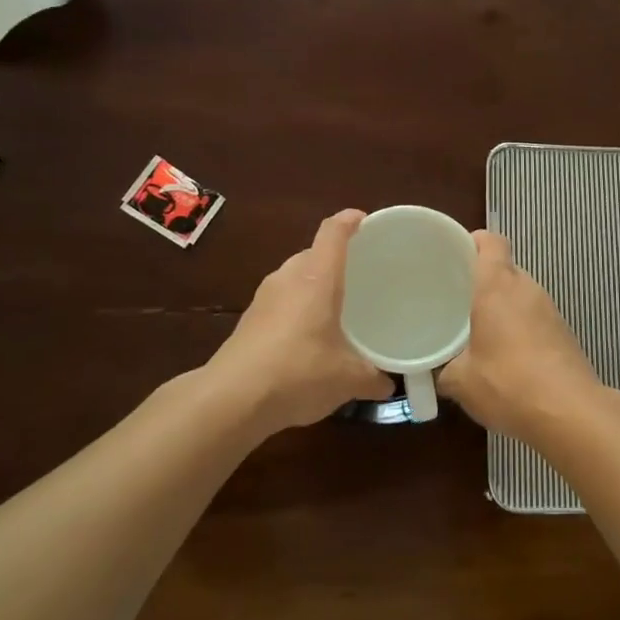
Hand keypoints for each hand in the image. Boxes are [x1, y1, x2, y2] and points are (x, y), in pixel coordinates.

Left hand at [209, 210, 392, 431]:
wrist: (232, 399)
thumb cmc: (299, 372)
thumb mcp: (348, 379)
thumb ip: (373, 378)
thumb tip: (387, 385)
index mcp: (317, 277)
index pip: (333, 232)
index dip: (350, 221)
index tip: (365, 221)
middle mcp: (289, 278)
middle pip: (313, 253)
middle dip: (335, 260)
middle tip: (359, 275)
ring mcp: (264, 297)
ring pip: (295, 277)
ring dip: (313, 285)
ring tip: (336, 307)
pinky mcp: (249, 320)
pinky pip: (281, 300)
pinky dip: (297, 308)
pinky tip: (308, 336)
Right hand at [439, 230, 601, 438]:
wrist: (570, 412)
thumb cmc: (507, 383)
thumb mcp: (461, 381)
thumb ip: (445, 370)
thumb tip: (441, 373)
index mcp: (498, 286)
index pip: (491, 242)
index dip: (474, 241)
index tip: (455, 254)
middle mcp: (527, 289)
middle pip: (505, 269)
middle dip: (483, 281)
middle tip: (458, 299)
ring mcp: (551, 311)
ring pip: (521, 295)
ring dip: (503, 308)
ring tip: (480, 331)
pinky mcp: (565, 334)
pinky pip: (536, 319)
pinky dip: (520, 329)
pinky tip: (507, 357)